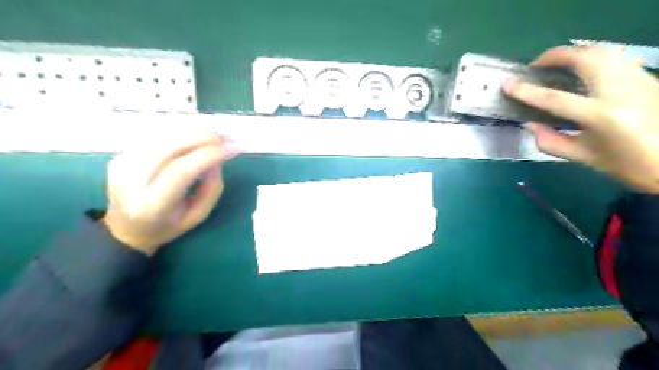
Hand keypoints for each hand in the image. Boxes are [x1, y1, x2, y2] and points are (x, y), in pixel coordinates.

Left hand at [101, 135, 238, 255]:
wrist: (126, 229)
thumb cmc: (168, 226)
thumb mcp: (198, 215)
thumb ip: (212, 188)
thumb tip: (217, 158)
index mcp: (151, 205)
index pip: (182, 170)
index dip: (209, 154)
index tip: (234, 147)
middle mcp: (130, 181)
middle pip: (169, 147)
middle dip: (202, 138)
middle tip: (226, 138)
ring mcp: (121, 165)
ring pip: (162, 137)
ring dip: (192, 133)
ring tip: (214, 138)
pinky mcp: (119, 155)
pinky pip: (155, 137)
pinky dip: (179, 134)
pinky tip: (194, 139)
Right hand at [505, 43, 657, 192]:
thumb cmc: (628, 165)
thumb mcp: (583, 157)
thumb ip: (550, 141)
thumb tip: (529, 125)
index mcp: (601, 116)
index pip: (554, 98)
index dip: (526, 91)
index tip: (507, 83)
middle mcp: (621, 91)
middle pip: (585, 59)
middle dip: (555, 56)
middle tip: (536, 65)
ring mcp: (639, 80)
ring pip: (604, 51)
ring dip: (575, 53)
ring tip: (557, 64)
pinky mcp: (647, 77)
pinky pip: (616, 58)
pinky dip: (594, 58)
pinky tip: (584, 70)